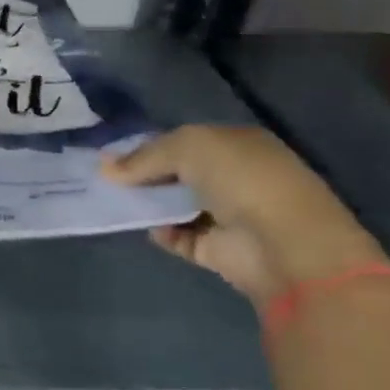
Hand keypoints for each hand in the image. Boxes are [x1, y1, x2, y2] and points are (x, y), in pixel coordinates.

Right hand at [101, 126, 384, 305]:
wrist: (284, 246)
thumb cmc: (242, 180)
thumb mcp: (188, 147)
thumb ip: (144, 156)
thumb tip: (105, 168)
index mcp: (237, 144)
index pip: (184, 140)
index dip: (148, 145)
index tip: (111, 154)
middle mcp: (235, 177)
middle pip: (178, 172)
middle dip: (144, 174)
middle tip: (104, 177)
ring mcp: (228, 214)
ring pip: (175, 204)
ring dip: (148, 203)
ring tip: (111, 200)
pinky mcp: (217, 249)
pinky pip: (178, 236)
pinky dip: (160, 232)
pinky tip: (143, 225)